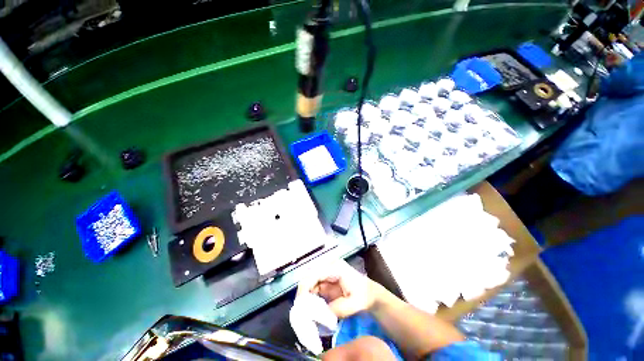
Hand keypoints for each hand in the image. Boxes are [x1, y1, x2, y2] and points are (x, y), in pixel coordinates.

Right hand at [298, 260, 380, 318]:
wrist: (370, 294)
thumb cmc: (364, 296)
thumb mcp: (354, 304)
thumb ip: (338, 308)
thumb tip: (319, 315)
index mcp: (335, 267)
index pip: (315, 273)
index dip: (305, 287)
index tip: (300, 304)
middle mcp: (328, 267)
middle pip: (309, 276)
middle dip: (303, 293)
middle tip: (300, 311)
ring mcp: (326, 273)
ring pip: (309, 283)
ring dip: (305, 297)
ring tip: (304, 313)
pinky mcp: (324, 281)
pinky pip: (312, 289)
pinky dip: (309, 299)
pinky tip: (310, 310)